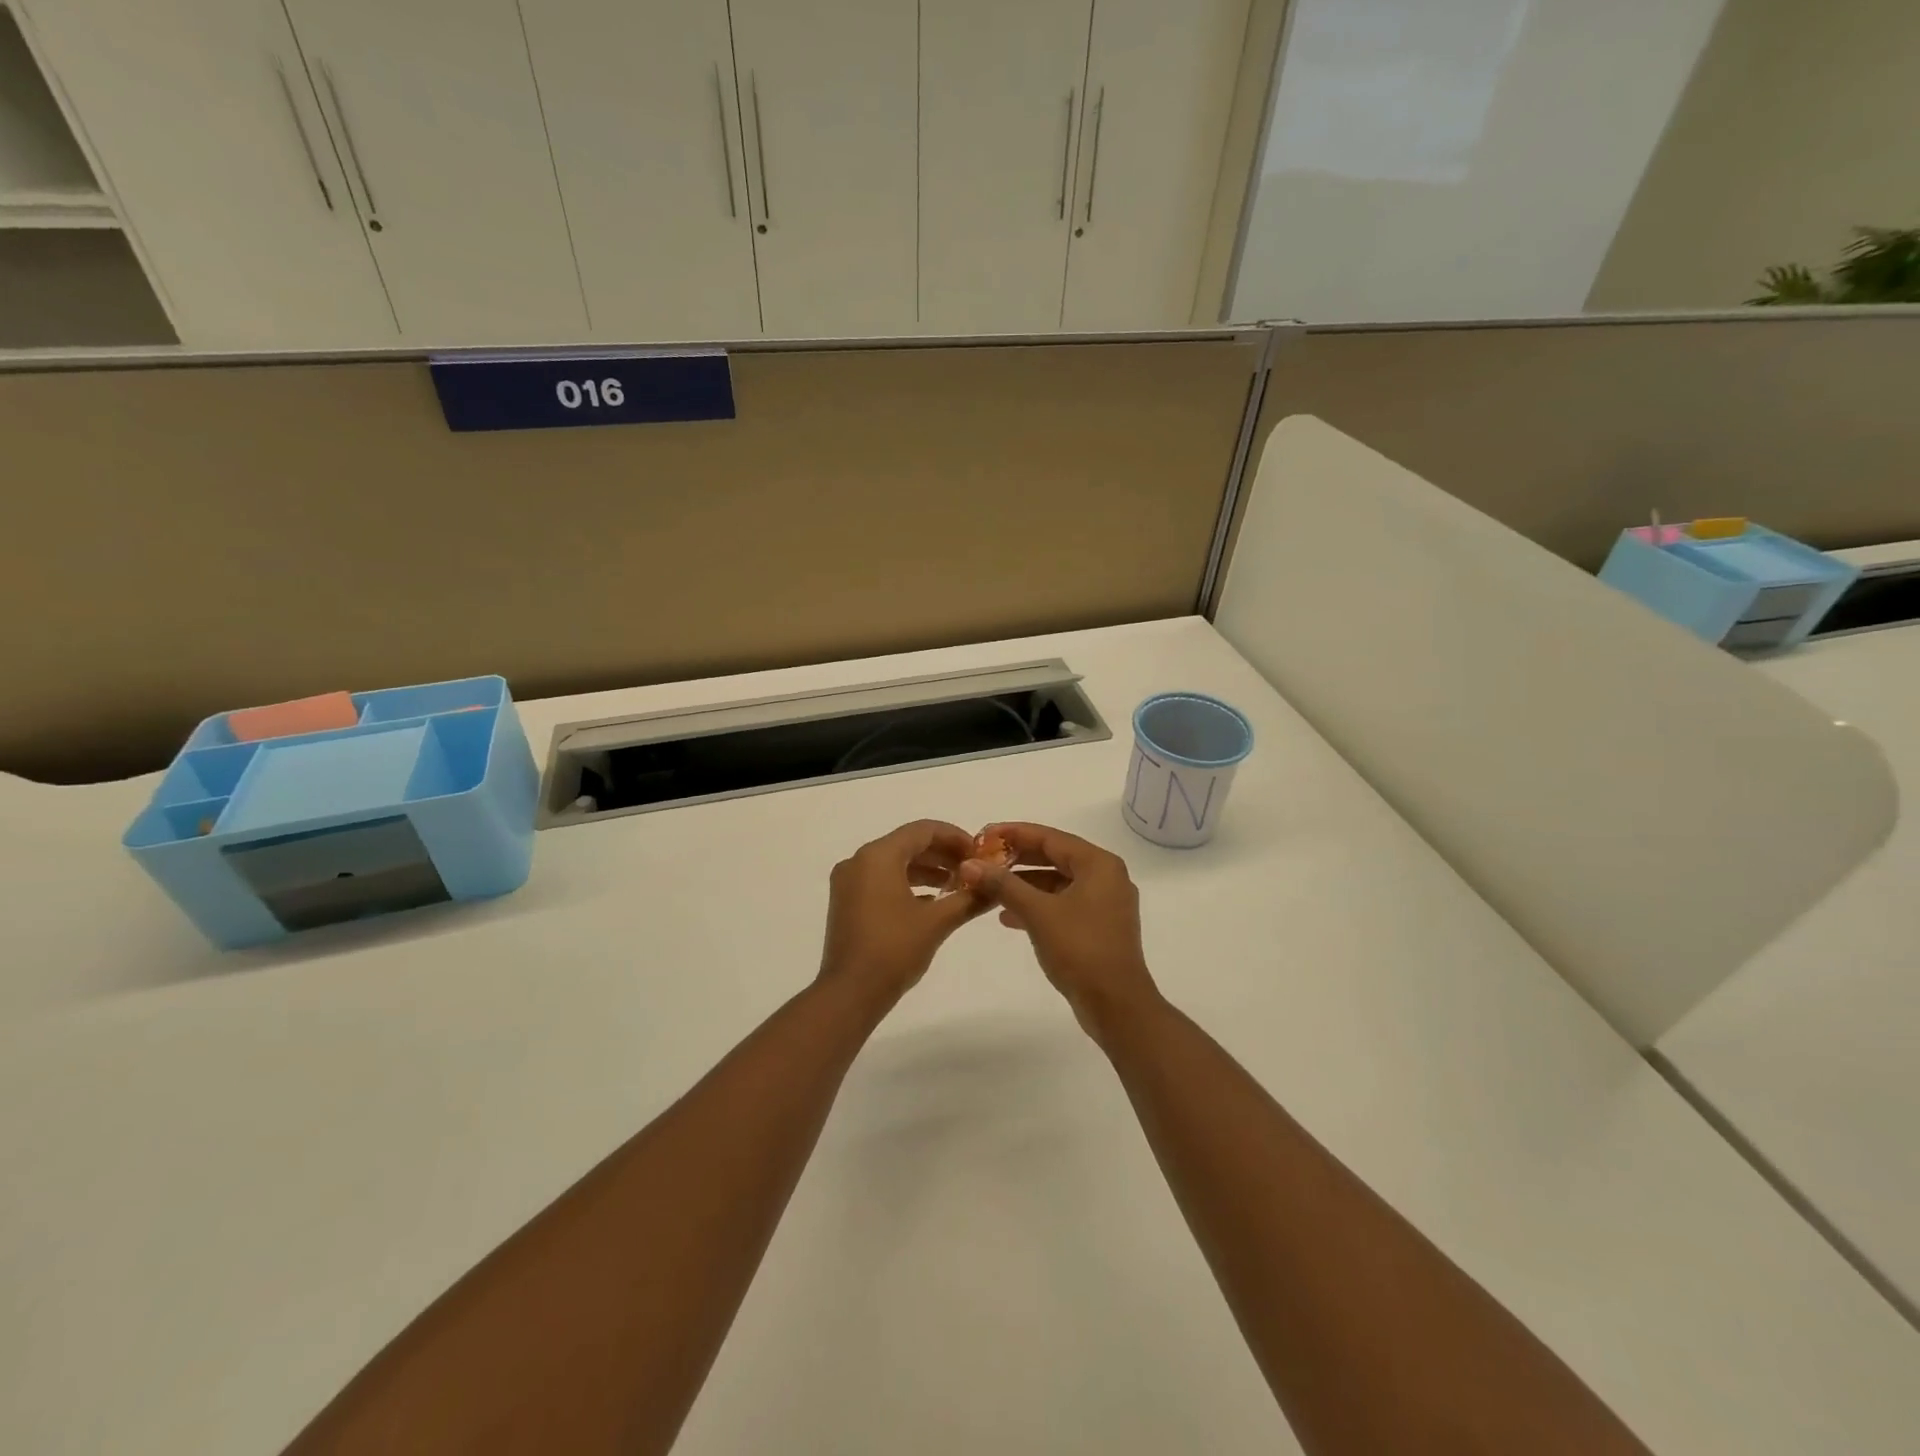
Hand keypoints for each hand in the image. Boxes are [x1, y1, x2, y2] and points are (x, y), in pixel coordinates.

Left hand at [818, 820, 990, 1006]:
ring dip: (926, 870)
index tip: (980, 853)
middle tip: (973, 869)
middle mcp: (859, 861)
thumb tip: (996, 887)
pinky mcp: (846, 901)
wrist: (850, 993)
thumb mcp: (937, 922)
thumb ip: (969, 899)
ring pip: (894, 862)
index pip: (922, 830)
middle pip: (908, 843)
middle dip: (942, 854)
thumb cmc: (894, 950)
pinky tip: (932, 901)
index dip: (955, 837)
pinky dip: (907, 883)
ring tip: (957, 885)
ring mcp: (849, 882)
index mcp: (878, 856)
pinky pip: (881, 879)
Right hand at [959, 822, 1159, 1037]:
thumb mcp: (1037, 913)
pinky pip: (1063, 904)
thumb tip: (969, 864)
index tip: (983, 834)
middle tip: (983, 859)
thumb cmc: (1080, 950)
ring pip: (1057, 883)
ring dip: (1024, 885)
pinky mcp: (1098, 927)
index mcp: (1099, 864)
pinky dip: (1037, 906)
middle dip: (1017, 860)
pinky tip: (1008, 918)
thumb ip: (1003, 885)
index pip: (1050, 837)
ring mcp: (1105, 904)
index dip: (1014, 833)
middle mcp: (1106, 877)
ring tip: (989, 888)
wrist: (1116, 1005)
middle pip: (1054, 857)